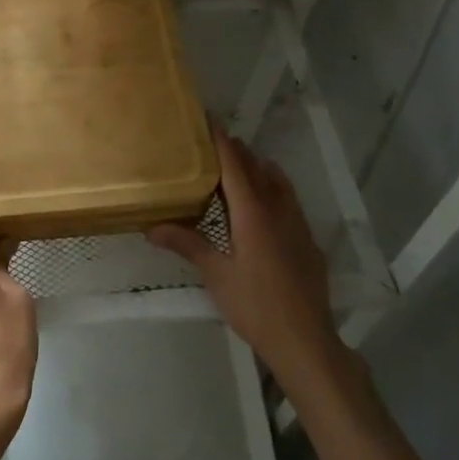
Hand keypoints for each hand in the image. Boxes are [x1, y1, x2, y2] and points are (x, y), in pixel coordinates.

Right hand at [148, 131, 342, 386]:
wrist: (306, 340)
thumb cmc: (255, 305)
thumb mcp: (216, 274)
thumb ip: (187, 244)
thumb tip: (151, 227)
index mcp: (254, 214)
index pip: (235, 166)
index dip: (221, 141)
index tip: (208, 119)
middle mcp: (278, 211)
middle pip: (258, 169)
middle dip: (238, 152)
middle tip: (214, 143)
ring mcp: (298, 225)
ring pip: (278, 183)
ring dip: (258, 168)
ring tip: (238, 165)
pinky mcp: (307, 241)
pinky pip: (289, 201)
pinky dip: (273, 189)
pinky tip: (263, 205)